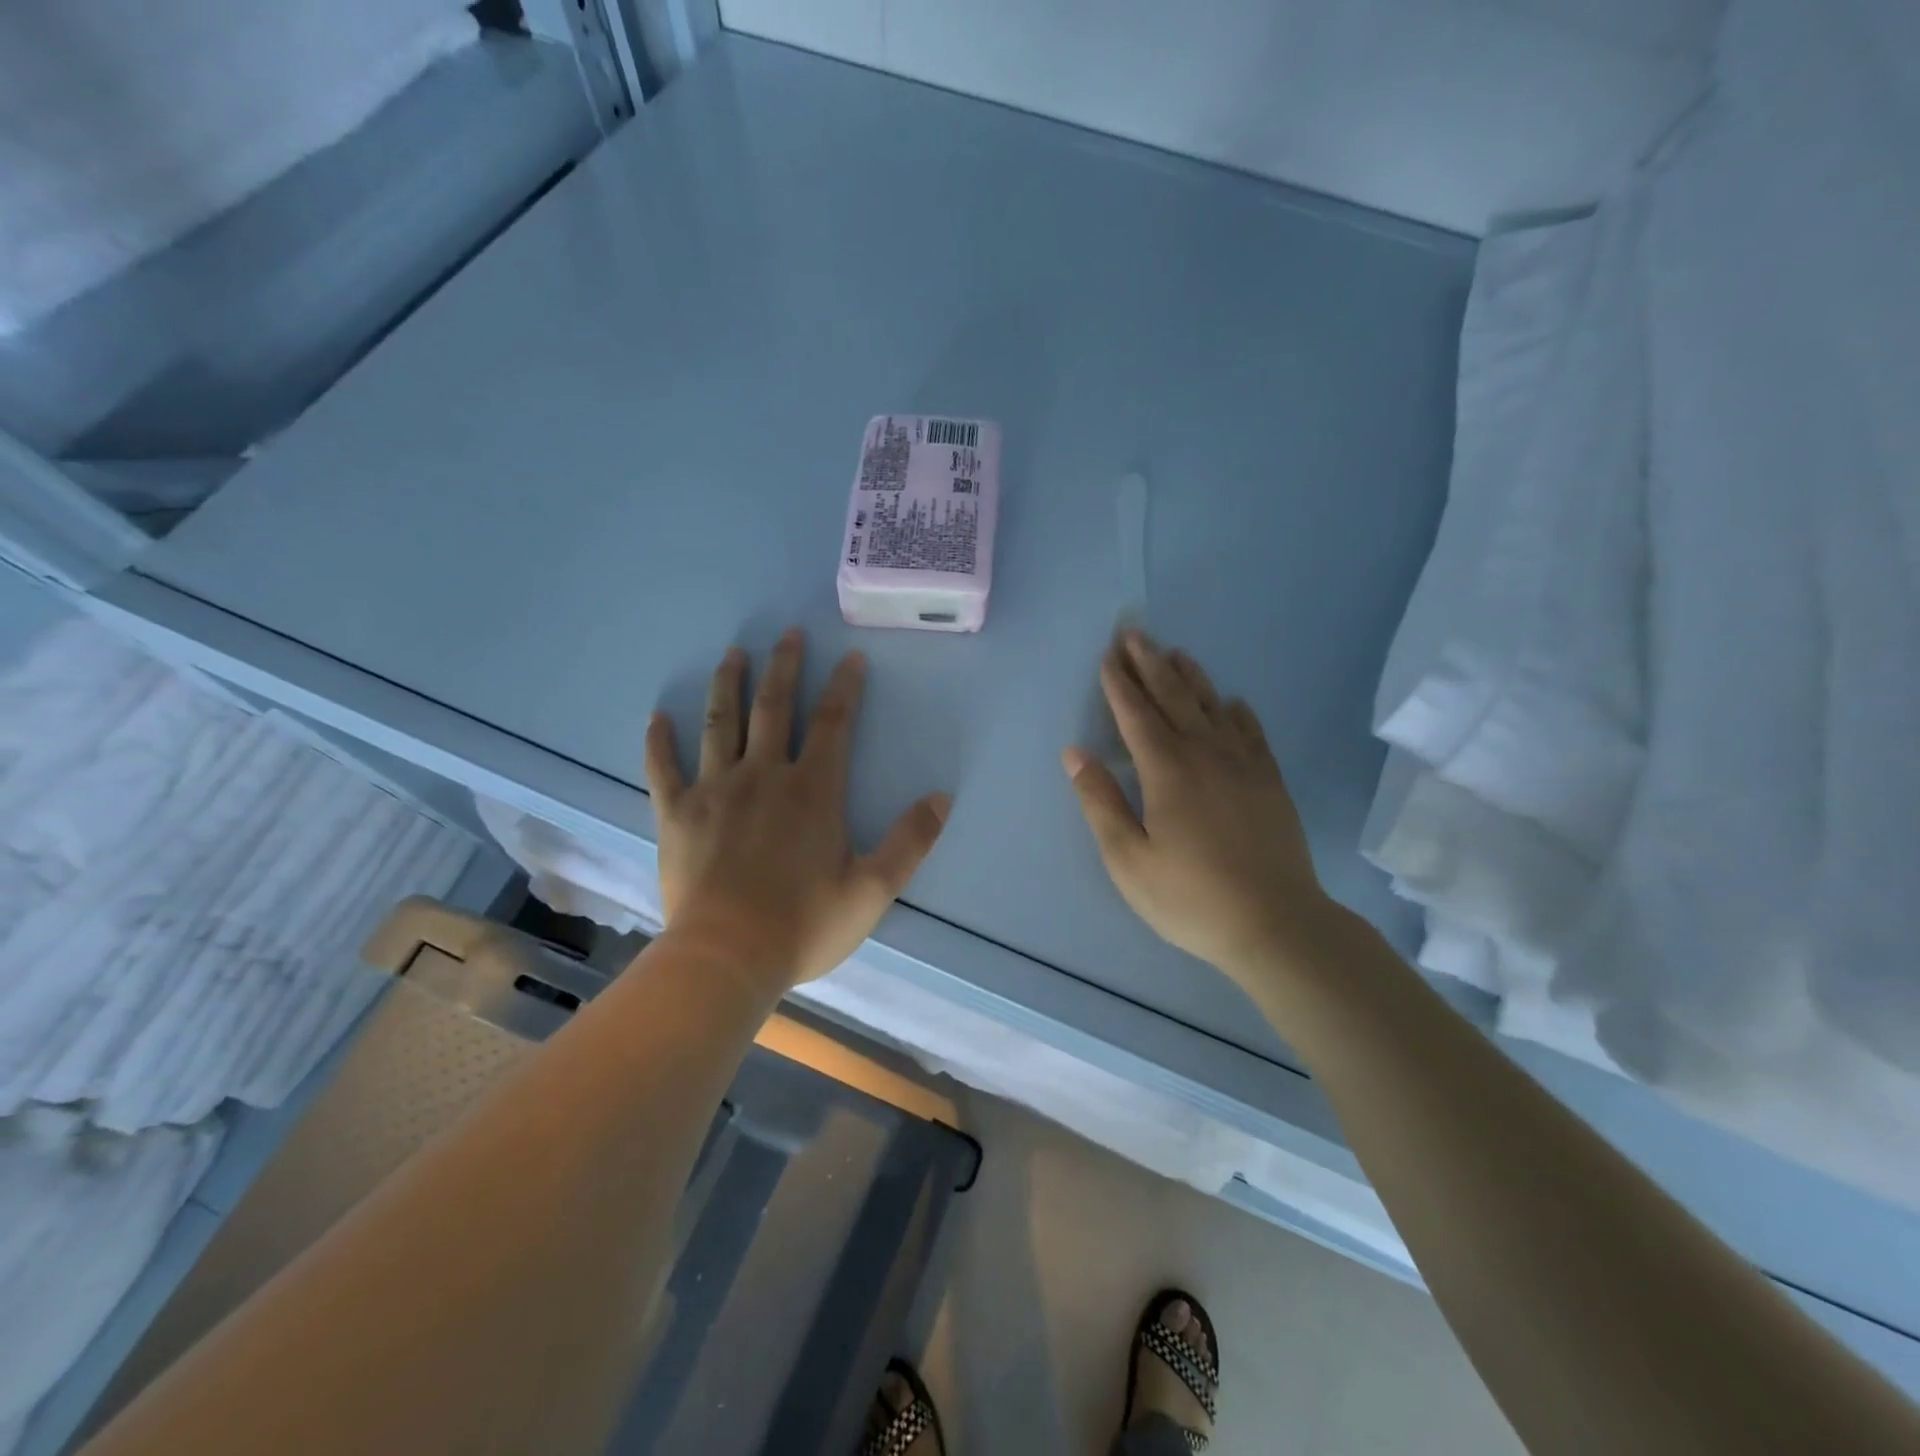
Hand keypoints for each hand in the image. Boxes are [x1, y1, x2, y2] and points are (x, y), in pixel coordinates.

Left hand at [645, 629, 949, 993]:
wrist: (727, 958)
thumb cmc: (804, 925)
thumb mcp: (873, 889)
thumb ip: (911, 841)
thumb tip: (943, 797)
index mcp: (812, 790)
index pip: (833, 723)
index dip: (845, 687)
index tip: (851, 657)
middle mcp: (763, 776)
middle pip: (774, 707)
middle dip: (785, 667)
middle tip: (789, 633)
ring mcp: (714, 790)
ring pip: (720, 723)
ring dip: (729, 685)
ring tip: (734, 653)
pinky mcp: (676, 814)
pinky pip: (664, 768)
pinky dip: (659, 742)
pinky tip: (658, 717)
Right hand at [1063, 632, 1333, 982]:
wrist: (1276, 924)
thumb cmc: (1190, 897)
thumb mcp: (1128, 859)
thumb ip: (1100, 802)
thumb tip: (1074, 753)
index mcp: (1167, 770)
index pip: (1136, 714)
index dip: (1120, 684)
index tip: (1108, 655)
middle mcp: (1206, 754)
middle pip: (1174, 697)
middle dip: (1150, 664)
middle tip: (1135, 633)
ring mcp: (1244, 765)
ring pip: (1213, 707)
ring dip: (1191, 677)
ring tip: (1175, 653)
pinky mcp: (1270, 782)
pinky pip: (1252, 732)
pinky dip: (1238, 712)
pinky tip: (1232, 702)